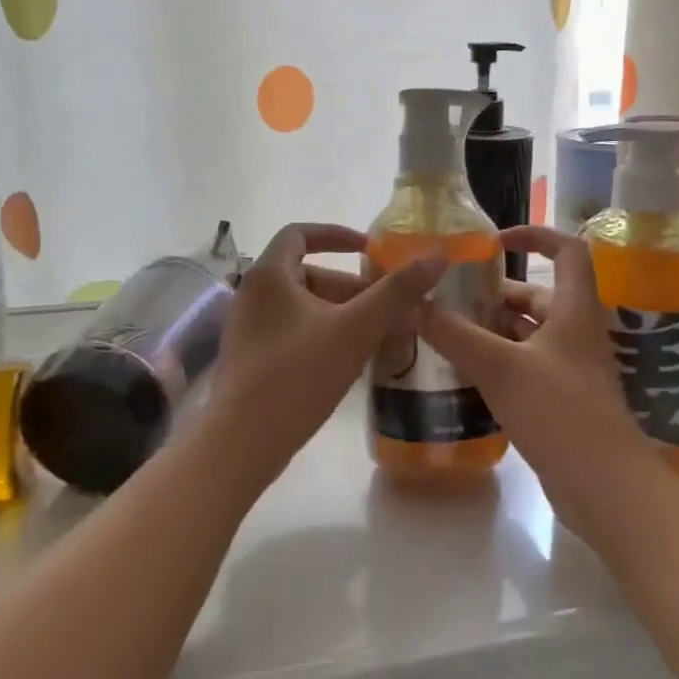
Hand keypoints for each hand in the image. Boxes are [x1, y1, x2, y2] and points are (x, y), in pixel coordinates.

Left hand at [203, 223, 445, 489]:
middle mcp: (253, 294)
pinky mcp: (251, 358)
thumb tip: (437, 255)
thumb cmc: (298, 375)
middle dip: (352, 287)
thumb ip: (397, 292)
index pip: (301, 233)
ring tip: (380, 336)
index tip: (371, 249)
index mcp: (269, 274)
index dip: (338, 234)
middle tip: (389, 308)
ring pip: (304, 307)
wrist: (242, 444)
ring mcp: (249, 328)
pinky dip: (324, 334)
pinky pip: (293, 331)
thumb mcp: (356, 329)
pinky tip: (350, 360)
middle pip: (309, 274)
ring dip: (342, 313)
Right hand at [419, 226, 656, 531]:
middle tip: (452, 296)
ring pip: (530, 332)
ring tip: (448, 329)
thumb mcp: (500, 367)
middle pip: (539, 295)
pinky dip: (500, 360)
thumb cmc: (560, 412)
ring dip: (495, 328)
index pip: (567, 250)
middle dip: (497, 292)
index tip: (495, 240)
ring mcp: (571, 367)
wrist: (605, 488)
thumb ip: (453, 334)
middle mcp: (576, 331)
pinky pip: (528, 364)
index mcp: (574, 309)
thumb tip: (411, 303)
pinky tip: (466, 370)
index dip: (535, 234)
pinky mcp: (563, 399)